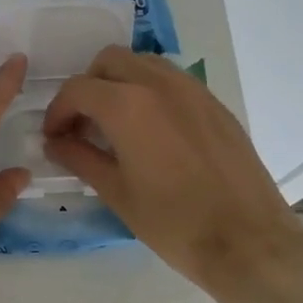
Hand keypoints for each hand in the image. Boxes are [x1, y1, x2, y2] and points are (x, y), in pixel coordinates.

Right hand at [41, 47, 302, 300]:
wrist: (247, 241)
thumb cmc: (173, 222)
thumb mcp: (116, 192)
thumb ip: (79, 158)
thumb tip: (56, 143)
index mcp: (127, 105)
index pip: (77, 89)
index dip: (58, 112)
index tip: (55, 137)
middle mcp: (158, 84)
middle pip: (109, 61)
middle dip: (88, 86)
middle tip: (83, 124)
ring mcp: (192, 89)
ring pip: (143, 63)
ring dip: (120, 82)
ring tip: (116, 123)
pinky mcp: (214, 103)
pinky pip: (172, 80)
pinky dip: (150, 90)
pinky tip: (152, 130)